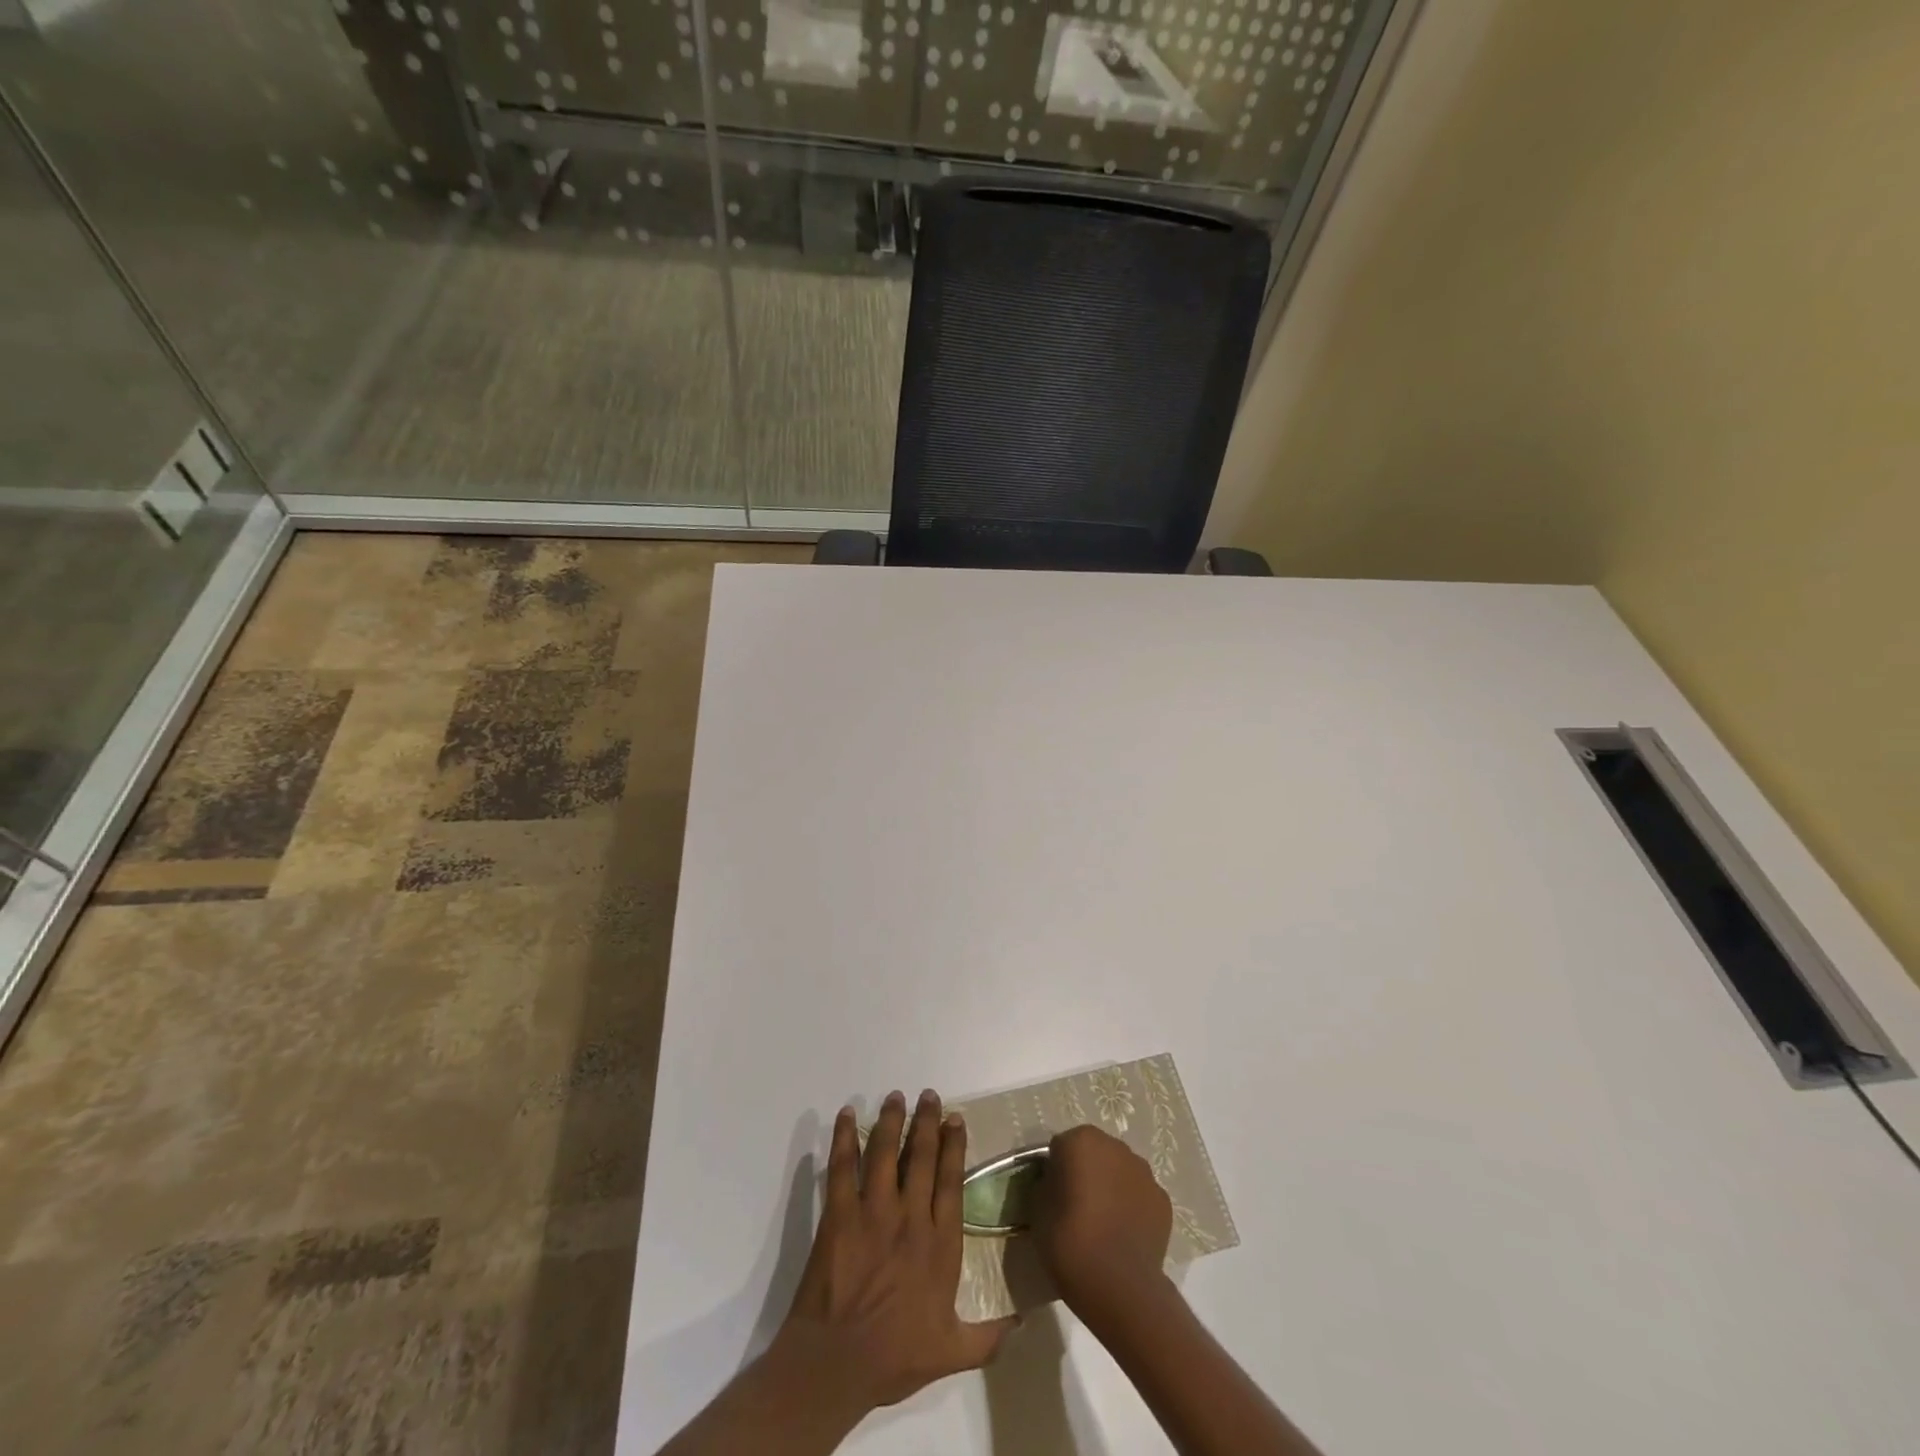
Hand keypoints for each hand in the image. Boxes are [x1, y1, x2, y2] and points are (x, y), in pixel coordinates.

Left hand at [775, 1089, 1018, 1413]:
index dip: (954, 1146)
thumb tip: (1021, 1321)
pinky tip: (847, 1115)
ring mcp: (873, 1212)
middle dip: (926, 1122)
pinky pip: (843, 1167)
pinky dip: (845, 1138)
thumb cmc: (894, 1357)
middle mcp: (910, 1217)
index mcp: (940, 1244)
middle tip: (928, 1095)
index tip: (955, 1118)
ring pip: (886, 1153)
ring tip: (895, 1096)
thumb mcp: (951, 1353)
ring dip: (891, 1121)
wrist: (837, 1364)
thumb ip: (988, 1337)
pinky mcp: (839, 1214)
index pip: (951, 1181)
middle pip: (922, 1157)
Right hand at [1031, 1124, 1172, 1319]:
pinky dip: (1132, 1207)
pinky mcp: (1163, 1201)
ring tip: (1102, 1224)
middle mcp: (1115, 1146)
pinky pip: (1139, 1196)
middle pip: (1094, 1153)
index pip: (1061, 1147)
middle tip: (1075, 1208)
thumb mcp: (1037, 1210)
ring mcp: (1144, 1173)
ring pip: (1120, 1172)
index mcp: (1081, 1141)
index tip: (1053, 1196)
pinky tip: (1123, 1235)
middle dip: (1086, 1172)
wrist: (1120, 1286)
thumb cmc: (1070, 1242)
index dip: (1055, 1170)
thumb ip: (1045, 1185)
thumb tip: (1054, 1184)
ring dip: (1111, 1187)